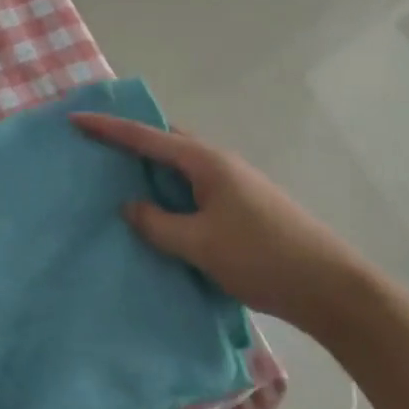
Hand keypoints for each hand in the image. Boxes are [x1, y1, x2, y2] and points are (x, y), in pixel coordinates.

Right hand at [72, 112, 383, 338]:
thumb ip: (157, 223)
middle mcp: (220, 164)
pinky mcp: (242, 207)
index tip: (75, 118)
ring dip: (150, 169)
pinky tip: (158, 211)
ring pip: (180, 167)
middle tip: (95, 146)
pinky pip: (193, 188)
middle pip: (166, 142)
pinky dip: (169, 191)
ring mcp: (234, 185)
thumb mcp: (199, 243)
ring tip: (117, 179)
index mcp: (207, 163)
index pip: (147, 137)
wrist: (333, 290)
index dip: (108, 128)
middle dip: (130, 140)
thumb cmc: (262, 258)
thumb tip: (130, 207)